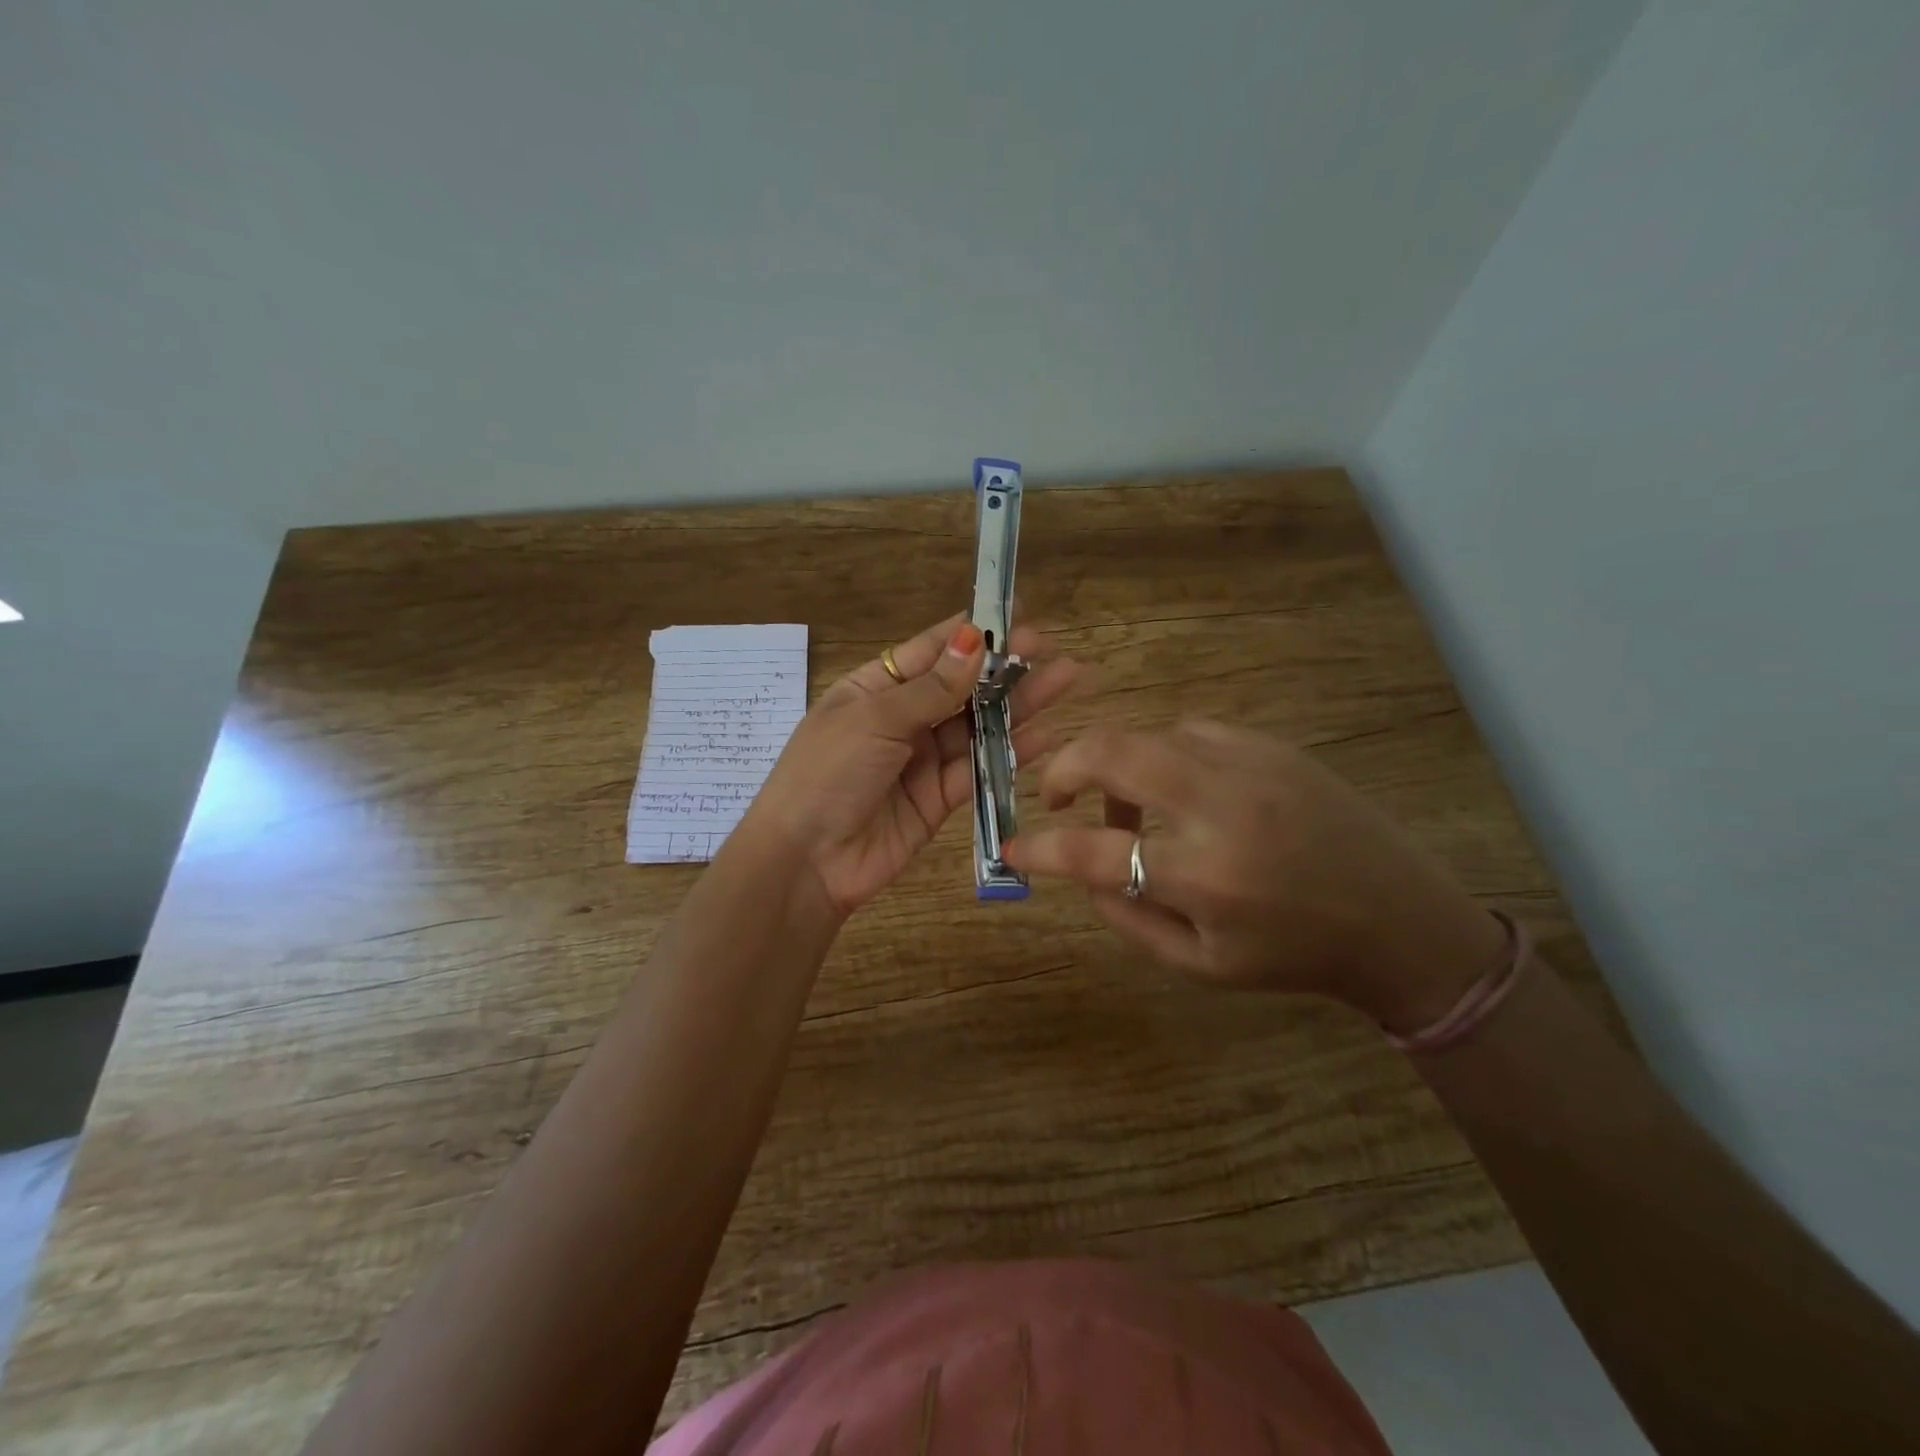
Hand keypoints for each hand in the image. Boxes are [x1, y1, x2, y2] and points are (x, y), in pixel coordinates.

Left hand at [741, 614, 1079, 920]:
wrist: (806, 861)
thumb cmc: (828, 773)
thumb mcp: (874, 719)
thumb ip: (931, 688)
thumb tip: (973, 640)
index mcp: (874, 688)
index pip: (930, 651)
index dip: (972, 633)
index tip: (1015, 614)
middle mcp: (901, 718)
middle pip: (961, 687)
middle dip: (1004, 669)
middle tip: (1050, 649)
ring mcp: (922, 759)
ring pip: (977, 726)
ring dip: (1017, 706)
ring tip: (1063, 680)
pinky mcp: (939, 798)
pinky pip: (979, 769)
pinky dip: (1010, 752)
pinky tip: (1044, 735)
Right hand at [1002, 719, 1506, 1031]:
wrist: (1399, 919)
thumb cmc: (1295, 954)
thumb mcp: (1202, 965)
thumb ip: (1128, 920)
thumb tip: (1078, 873)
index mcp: (1204, 877)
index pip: (1092, 853)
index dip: (1039, 847)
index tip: (1013, 847)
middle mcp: (1221, 809)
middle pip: (1112, 754)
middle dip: (1063, 768)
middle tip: (1055, 796)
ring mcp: (1250, 765)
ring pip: (1147, 736)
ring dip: (1117, 767)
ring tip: (1129, 810)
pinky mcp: (1272, 746)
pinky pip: (1191, 732)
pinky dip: (1165, 756)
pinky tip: (1182, 789)